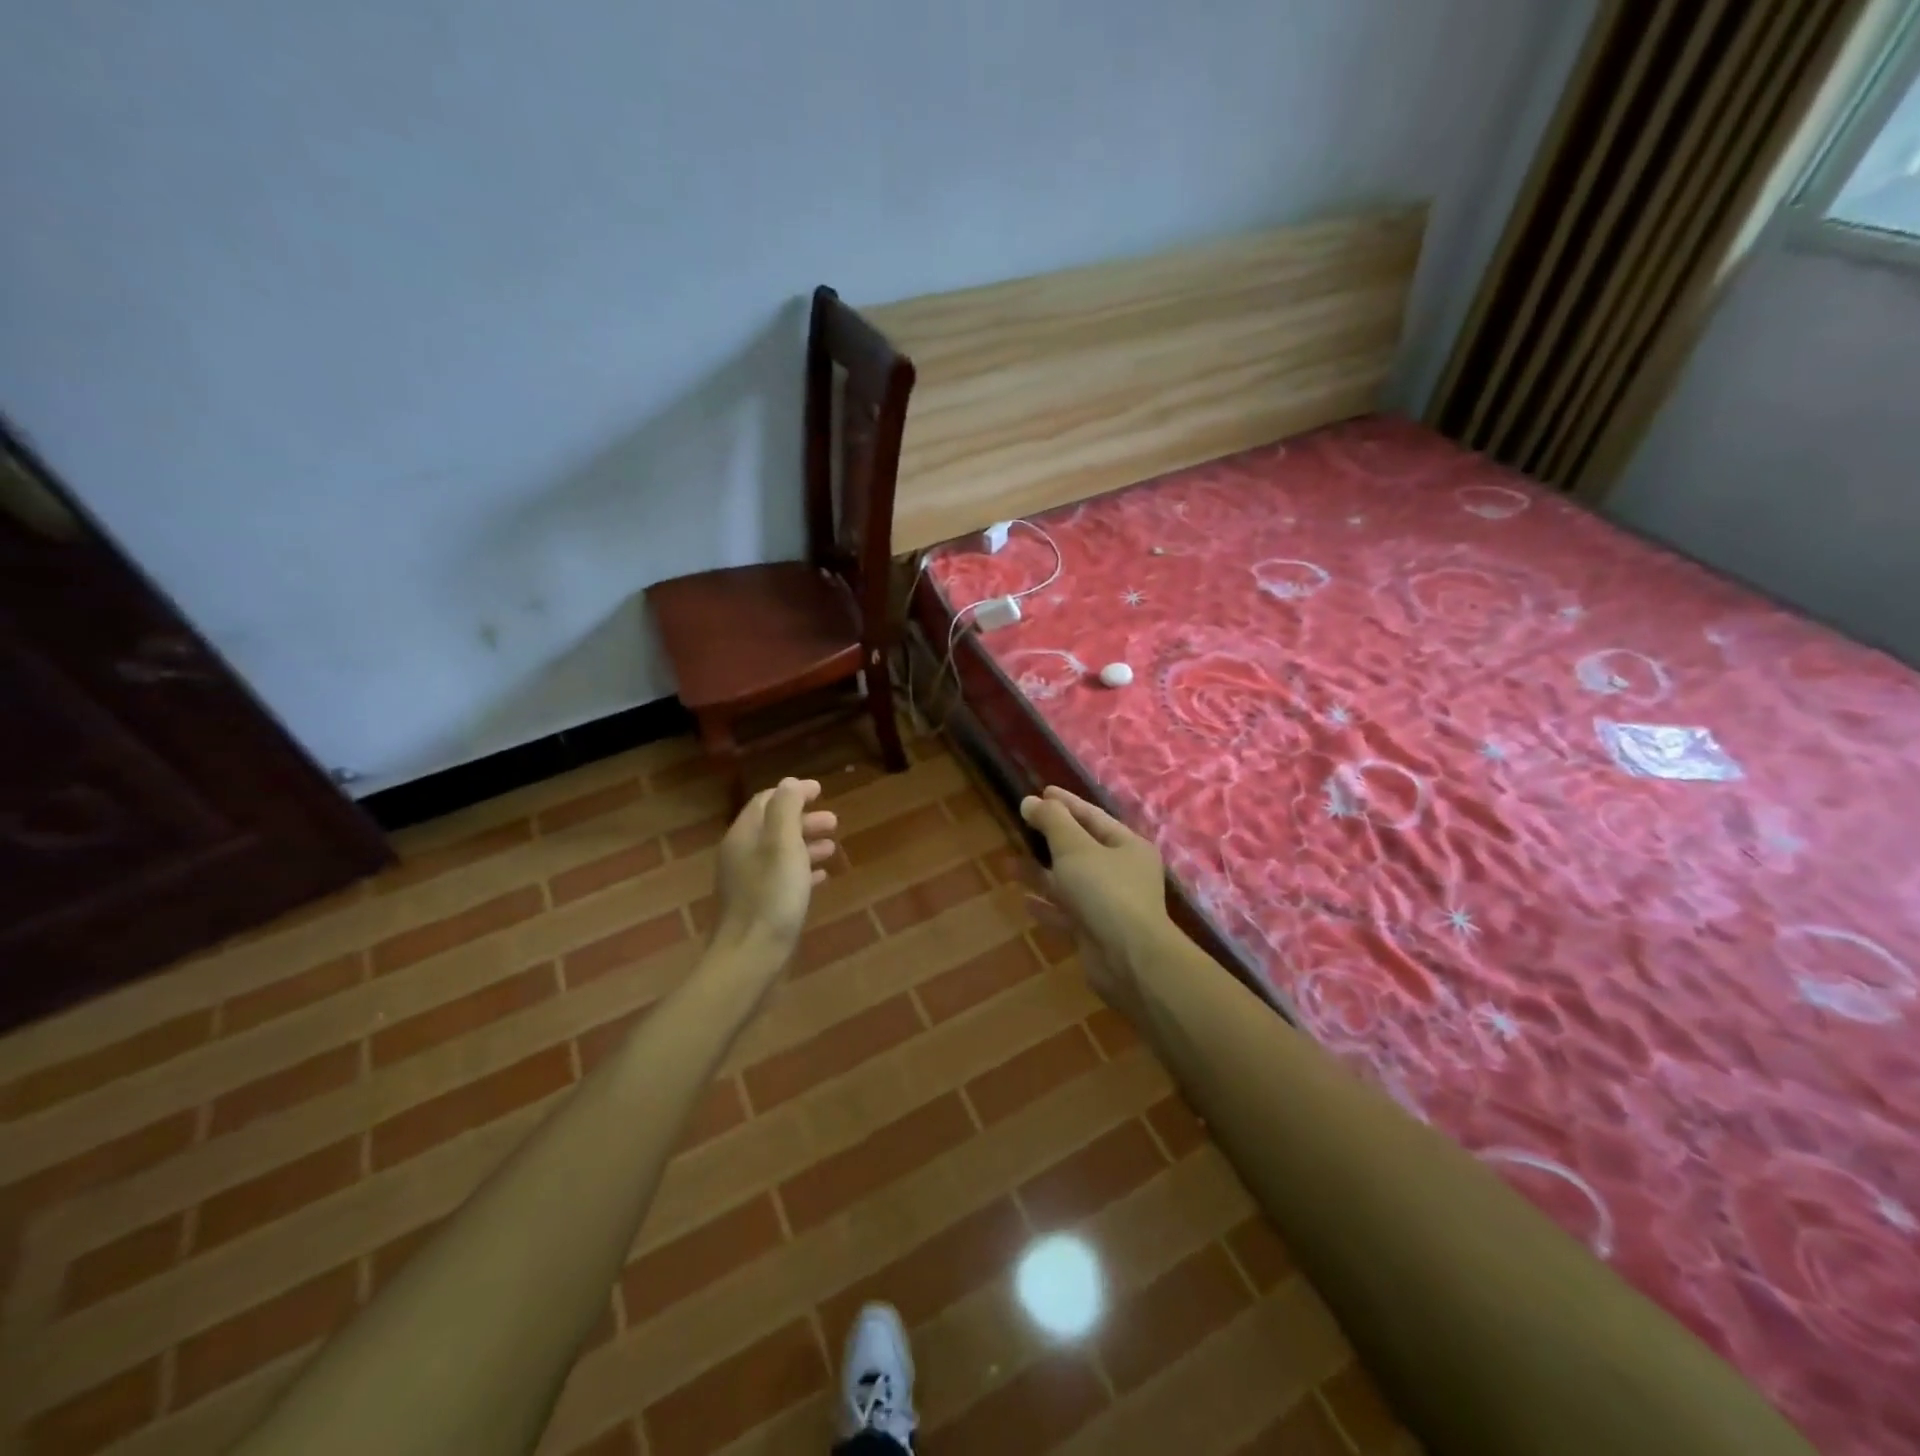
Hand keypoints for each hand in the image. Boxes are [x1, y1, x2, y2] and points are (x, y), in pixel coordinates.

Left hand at [713, 778, 837, 956]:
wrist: (750, 958)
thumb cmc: (771, 897)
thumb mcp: (783, 845)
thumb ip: (785, 810)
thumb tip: (789, 783)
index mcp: (744, 836)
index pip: (766, 801)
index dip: (793, 793)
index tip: (821, 791)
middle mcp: (740, 855)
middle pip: (773, 826)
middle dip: (804, 819)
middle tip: (834, 822)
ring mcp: (747, 882)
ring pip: (779, 852)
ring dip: (806, 844)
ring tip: (832, 848)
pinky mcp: (757, 905)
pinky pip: (781, 877)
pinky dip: (801, 870)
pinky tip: (821, 877)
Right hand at [1019, 786, 1172, 1020]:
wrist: (1129, 959)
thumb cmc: (1105, 892)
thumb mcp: (1075, 848)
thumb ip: (1052, 822)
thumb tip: (1031, 801)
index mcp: (1127, 846)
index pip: (1092, 816)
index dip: (1065, 803)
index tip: (1041, 792)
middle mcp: (1122, 872)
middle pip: (1081, 848)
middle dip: (1050, 838)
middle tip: (1021, 825)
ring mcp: (1109, 904)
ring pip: (1070, 881)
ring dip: (1041, 873)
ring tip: (1009, 862)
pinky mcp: (1095, 931)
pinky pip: (1066, 912)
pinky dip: (1047, 905)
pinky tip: (1024, 900)